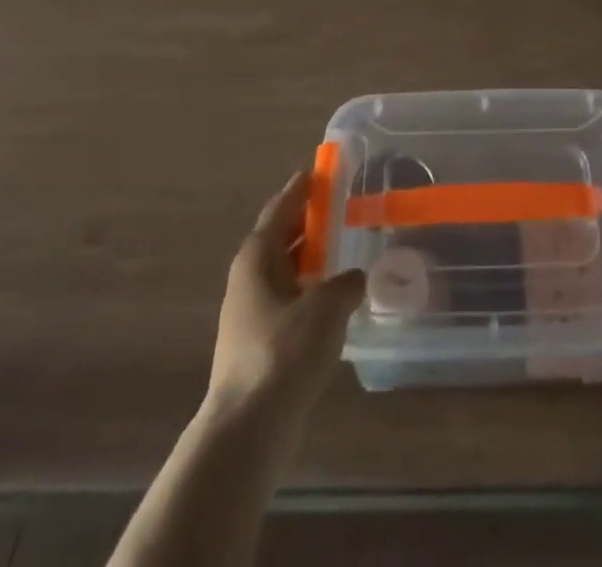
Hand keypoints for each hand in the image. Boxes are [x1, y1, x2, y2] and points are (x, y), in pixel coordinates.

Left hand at [207, 171, 364, 426]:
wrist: (247, 429)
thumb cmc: (283, 353)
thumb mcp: (325, 307)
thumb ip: (345, 284)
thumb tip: (354, 278)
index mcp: (257, 258)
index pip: (280, 210)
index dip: (299, 190)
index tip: (317, 172)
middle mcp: (248, 280)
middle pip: (279, 239)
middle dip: (306, 223)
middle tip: (337, 207)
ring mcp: (249, 315)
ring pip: (284, 272)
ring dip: (309, 259)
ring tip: (340, 250)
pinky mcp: (257, 346)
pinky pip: (288, 301)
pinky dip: (308, 291)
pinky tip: (331, 301)